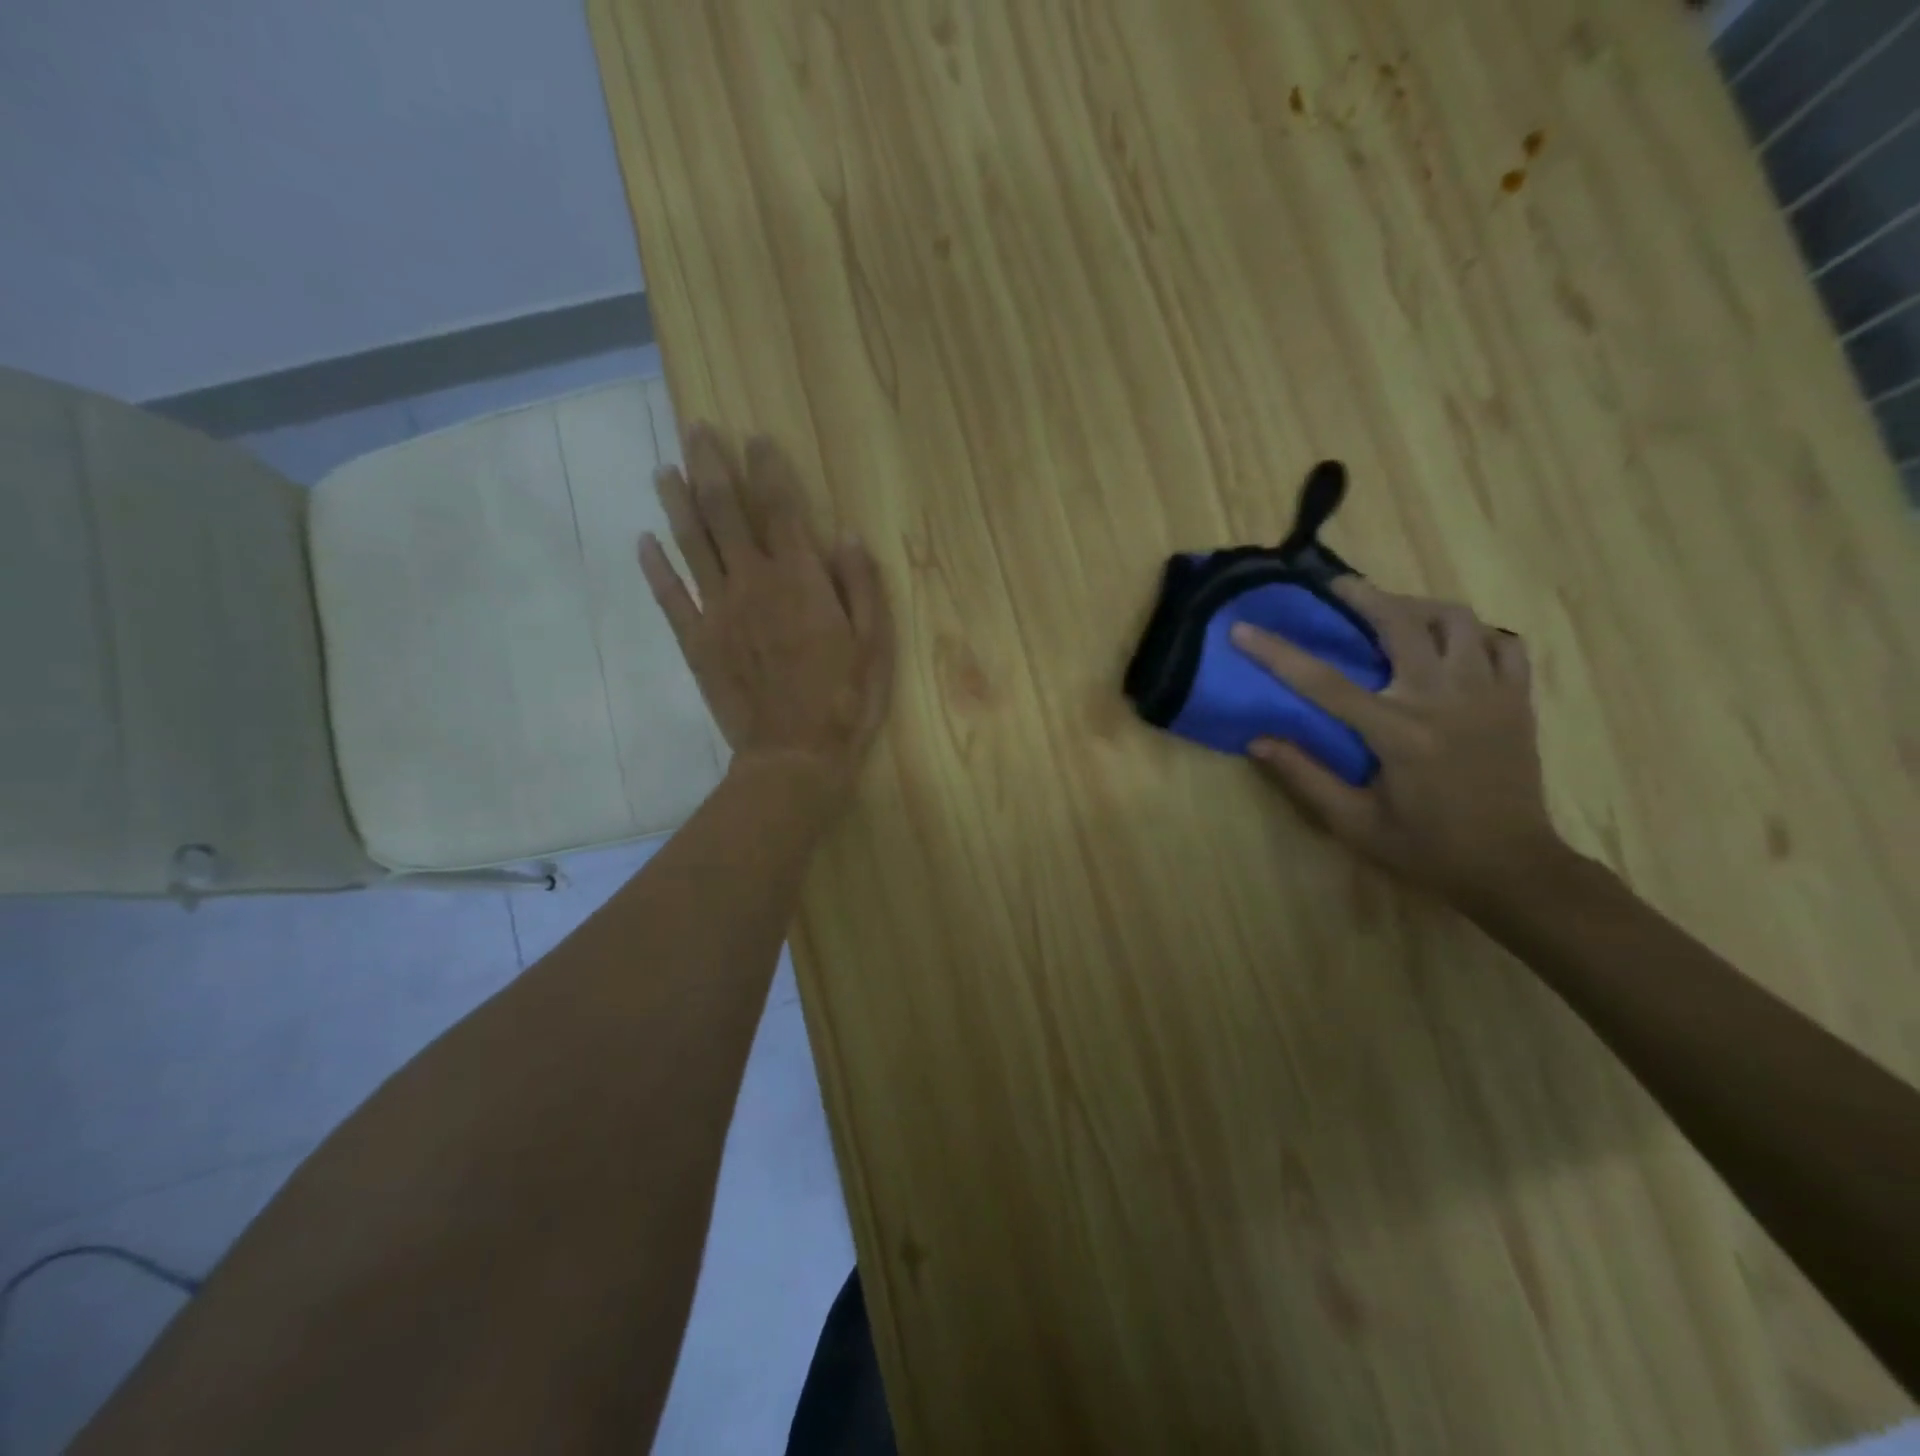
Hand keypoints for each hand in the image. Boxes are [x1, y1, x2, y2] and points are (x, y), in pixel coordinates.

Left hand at [639, 424, 893, 800]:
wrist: (794, 756)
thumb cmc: (844, 701)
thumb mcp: (874, 644)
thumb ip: (861, 586)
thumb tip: (846, 533)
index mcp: (800, 580)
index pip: (780, 509)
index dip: (767, 469)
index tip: (755, 438)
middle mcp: (753, 583)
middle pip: (725, 512)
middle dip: (711, 466)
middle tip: (696, 429)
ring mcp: (718, 611)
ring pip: (691, 544)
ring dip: (676, 502)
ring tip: (663, 468)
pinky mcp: (697, 642)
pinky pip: (670, 597)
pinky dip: (655, 567)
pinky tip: (642, 541)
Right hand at [1230, 580, 1563, 907]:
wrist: (1513, 867)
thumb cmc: (1426, 848)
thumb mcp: (1354, 824)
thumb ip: (1306, 778)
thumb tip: (1258, 742)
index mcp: (1398, 734)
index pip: (1324, 682)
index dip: (1277, 652)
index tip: (1243, 628)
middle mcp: (1443, 701)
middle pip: (1401, 625)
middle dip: (1363, 597)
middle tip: (1337, 586)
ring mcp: (1489, 694)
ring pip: (1457, 621)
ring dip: (1419, 606)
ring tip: (1394, 610)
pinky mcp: (1517, 700)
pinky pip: (1503, 643)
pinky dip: (1475, 633)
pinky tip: (1453, 642)